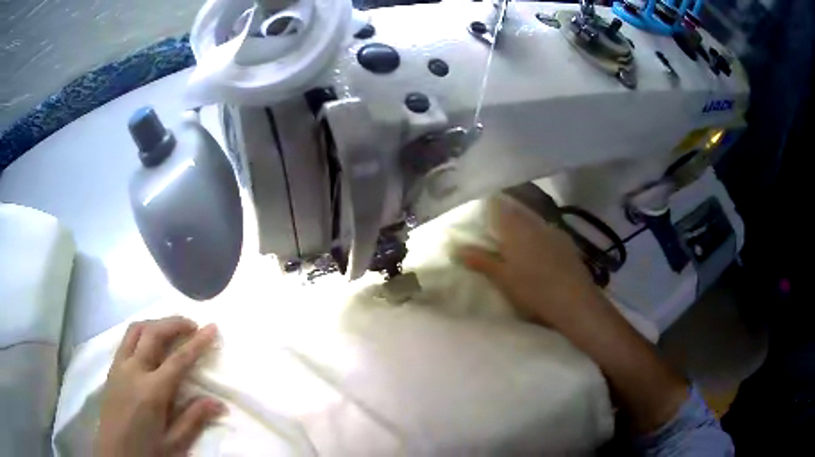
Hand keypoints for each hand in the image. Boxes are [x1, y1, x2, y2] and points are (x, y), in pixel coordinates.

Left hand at [95, 317, 223, 456]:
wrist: (115, 452)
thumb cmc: (147, 450)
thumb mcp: (174, 443)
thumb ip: (193, 419)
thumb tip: (218, 402)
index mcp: (152, 392)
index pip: (178, 360)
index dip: (197, 342)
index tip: (212, 327)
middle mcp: (133, 370)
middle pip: (153, 333)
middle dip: (174, 323)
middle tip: (192, 324)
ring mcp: (119, 366)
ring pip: (136, 330)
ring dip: (156, 323)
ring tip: (171, 329)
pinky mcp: (112, 368)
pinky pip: (126, 340)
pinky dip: (141, 332)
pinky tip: (149, 342)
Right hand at [459, 197, 688, 432]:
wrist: (578, 307)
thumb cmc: (536, 293)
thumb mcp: (504, 278)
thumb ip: (481, 260)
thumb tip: (457, 246)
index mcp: (518, 228)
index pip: (498, 204)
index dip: (486, 206)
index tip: (475, 216)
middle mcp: (537, 223)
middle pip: (515, 209)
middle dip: (501, 216)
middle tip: (489, 231)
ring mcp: (554, 232)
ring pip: (531, 220)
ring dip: (519, 226)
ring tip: (509, 241)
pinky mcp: (566, 244)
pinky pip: (544, 231)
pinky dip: (534, 236)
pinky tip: (534, 252)